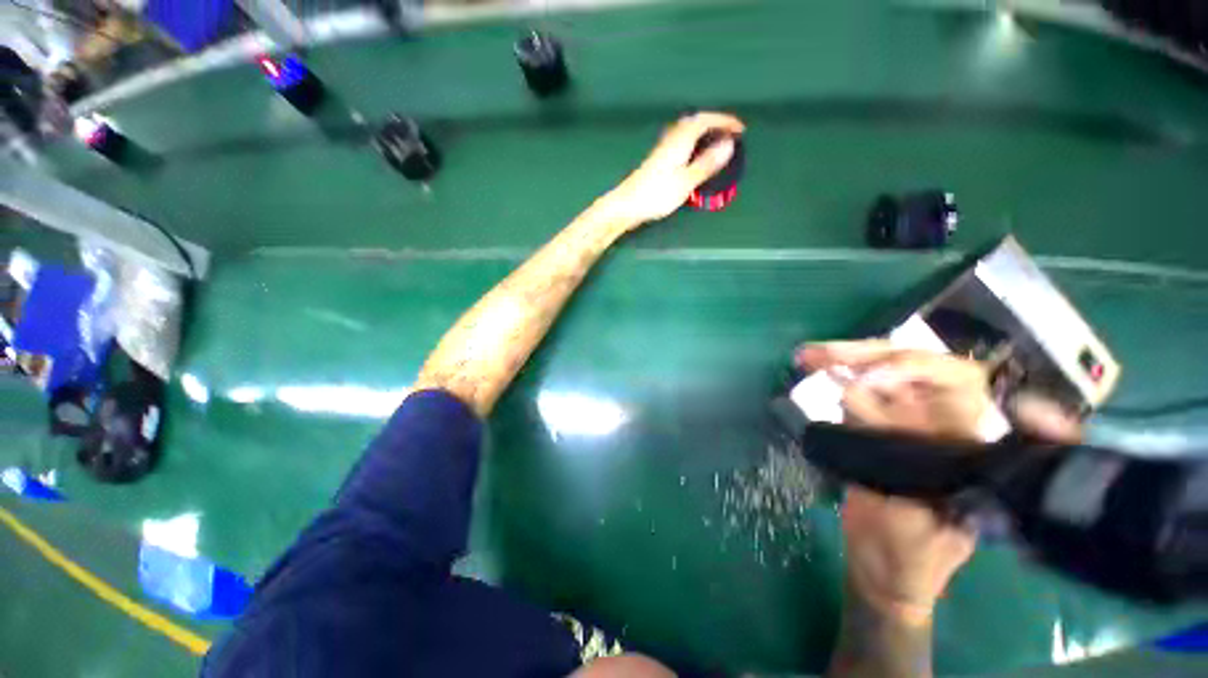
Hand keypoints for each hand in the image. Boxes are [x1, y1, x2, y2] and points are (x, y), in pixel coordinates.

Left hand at [601, 112, 744, 227]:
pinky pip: (680, 142)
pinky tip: (693, 156)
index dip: (724, 121)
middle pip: (694, 121)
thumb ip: (706, 163)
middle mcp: (671, 139)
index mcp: (680, 140)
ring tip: (715, 143)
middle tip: (729, 133)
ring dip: (702, 132)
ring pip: (686, 131)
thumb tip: (729, 144)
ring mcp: (662, 149)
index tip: (740, 129)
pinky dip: (693, 142)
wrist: (627, 205)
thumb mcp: (686, 181)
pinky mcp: (657, 160)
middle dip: (714, 123)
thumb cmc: (656, 194)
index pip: (705, 120)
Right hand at [798, 340, 1081, 623]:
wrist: (887, 570)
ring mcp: (910, 424)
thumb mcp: (909, 523)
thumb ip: (891, 466)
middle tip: (821, 354)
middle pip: (919, 370)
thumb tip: (855, 402)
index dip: (916, 372)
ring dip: (846, 359)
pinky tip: (813, 368)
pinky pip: (860, 392)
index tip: (868, 376)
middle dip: (870, 355)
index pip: (959, 389)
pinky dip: (835, 376)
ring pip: (886, 375)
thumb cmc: (911, 560)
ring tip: (808, 355)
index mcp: (970, 453)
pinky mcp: (879, 428)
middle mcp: (945, 428)